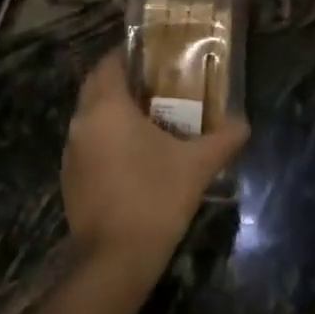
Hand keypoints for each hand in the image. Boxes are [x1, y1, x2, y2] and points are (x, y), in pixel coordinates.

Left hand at [61, 51, 249, 278]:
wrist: (114, 258)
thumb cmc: (155, 198)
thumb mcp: (197, 166)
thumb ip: (223, 139)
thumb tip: (244, 123)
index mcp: (107, 108)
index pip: (109, 64)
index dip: (129, 54)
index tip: (154, 55)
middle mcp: (82, 122)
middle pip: (97, 87)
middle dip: (122, 81)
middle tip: (157, 83)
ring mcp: (72, 152)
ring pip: (91, 117)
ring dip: (114, 111)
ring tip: (150, 117)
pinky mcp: (70, 177)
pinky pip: (89, 144)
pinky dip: (107, 139)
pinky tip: (134, 155)